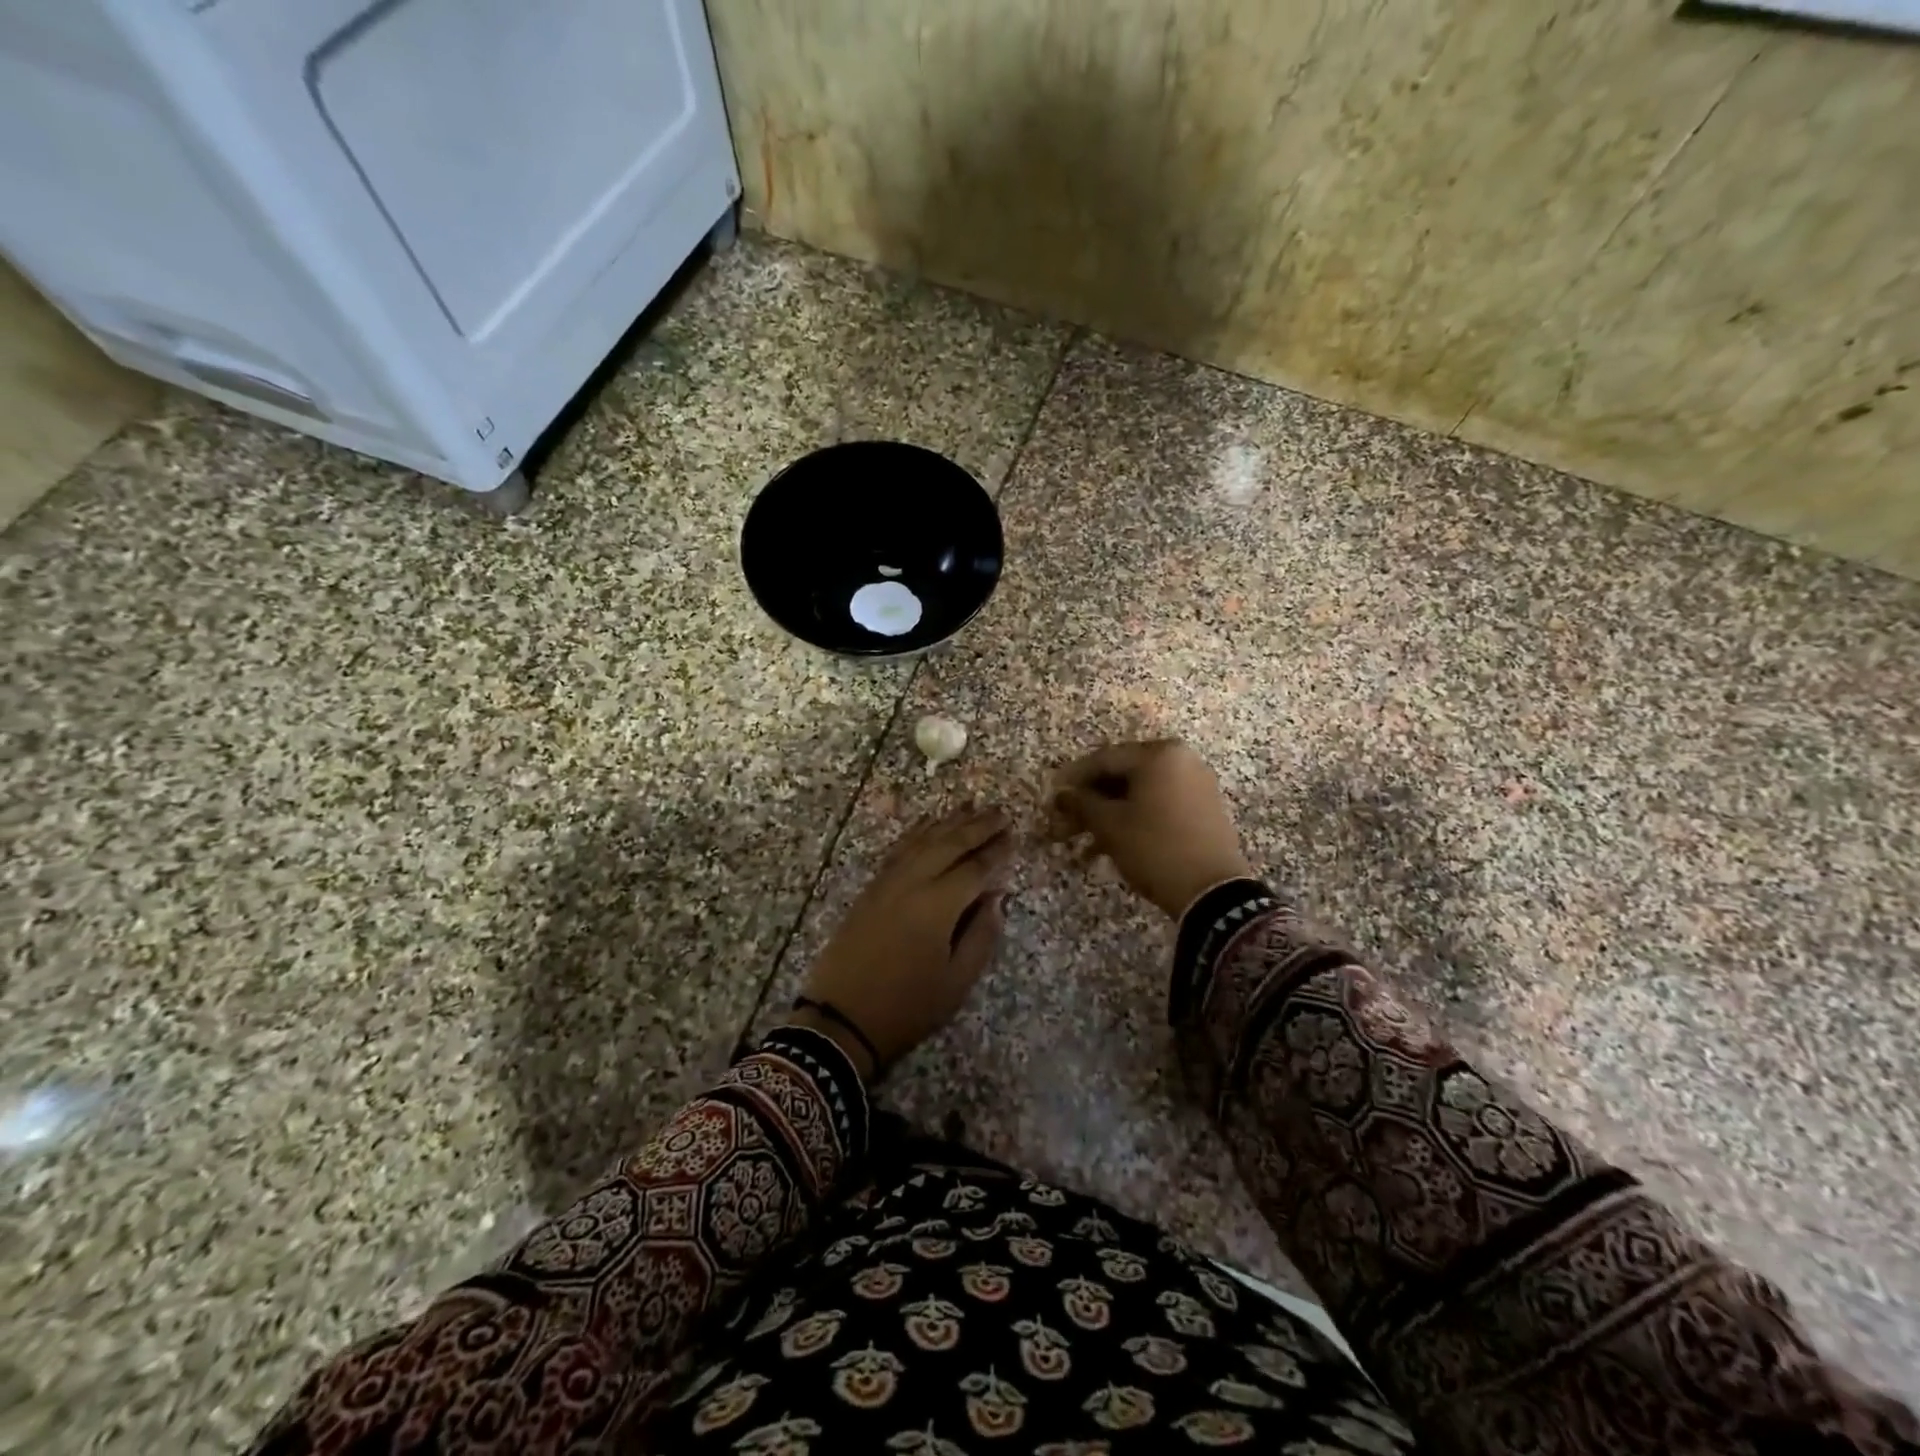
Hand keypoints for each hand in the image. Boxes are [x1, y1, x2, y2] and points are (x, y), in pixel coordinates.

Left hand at [790, 807, 1013, 1080]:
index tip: (1014, 835)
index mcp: (938, 906)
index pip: (975, 868)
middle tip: (1000, 811)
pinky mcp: (871, 888)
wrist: (841, 1019)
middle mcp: (913, 883)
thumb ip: (981, 935)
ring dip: (948, 821)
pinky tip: (927, 823)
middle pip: (949, 844)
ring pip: (922, 840)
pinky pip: (899, 849)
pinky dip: (917, 832)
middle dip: (977, 826)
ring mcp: (887, 882)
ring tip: (970, 805)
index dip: (996, 851)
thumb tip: (996, 896)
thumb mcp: (956, 982)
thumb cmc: (907, 1007)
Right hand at [1049, 740, 1252, 918]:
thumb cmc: (1155, 848)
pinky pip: (1160, 805)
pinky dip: (1135, 819)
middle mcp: (1181, 760)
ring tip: (1084, 844)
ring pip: (1140, 793)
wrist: (1213, 892)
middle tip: (1065, 823)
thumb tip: (1061, 794)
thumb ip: (1081, 803)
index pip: (1104, 759)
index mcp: (1159, 754)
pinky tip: (1112, 846)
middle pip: (1123, 775)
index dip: (1073, 778)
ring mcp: (1196, 784)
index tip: (1052, 796)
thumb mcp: (1110, 825)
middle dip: (1091, 801)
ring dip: (1109, 815)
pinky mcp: (1204, 809)